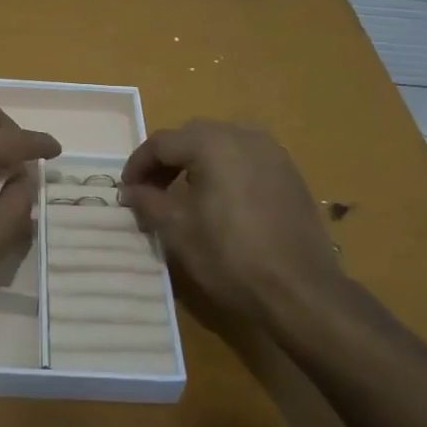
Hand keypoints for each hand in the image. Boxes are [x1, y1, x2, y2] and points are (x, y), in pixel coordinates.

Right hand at [122, 120, 354, 330]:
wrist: (300, 290)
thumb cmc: (230, 256)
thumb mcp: (177, 230)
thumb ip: (148, 201)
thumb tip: (131, 190)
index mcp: (212, 143)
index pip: (162, 142)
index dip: (138, 165)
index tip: (126, 191)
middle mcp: (244, 136)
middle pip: (192, 136)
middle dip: (167, 160)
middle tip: (151, 191)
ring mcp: (272, 153)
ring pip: (222, 144)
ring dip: (196, 162)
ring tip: (184, 195)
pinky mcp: (290, 173)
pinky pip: (247, 159)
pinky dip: (225, 170)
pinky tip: (220, 201)